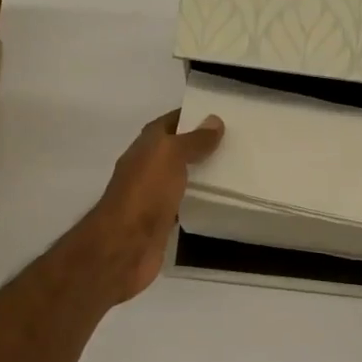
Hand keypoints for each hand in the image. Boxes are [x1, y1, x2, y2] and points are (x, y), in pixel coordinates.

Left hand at [77, 109, 223, 305]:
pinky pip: (183, 204)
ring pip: (181, 178)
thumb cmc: (145, 193)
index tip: (221, 116)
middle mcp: (147, 168)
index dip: (191, 117)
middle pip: (176, 150)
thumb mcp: (170, 156)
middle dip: (201, 145)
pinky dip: (198, 200)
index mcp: (146, 147)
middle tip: (236, 143)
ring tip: (234, 169)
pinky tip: (219, 201)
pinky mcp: (161, 222)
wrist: (125, 245)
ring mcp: (153, 196)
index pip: (169, 123)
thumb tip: (214, 120)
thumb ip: (192, 140)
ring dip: (201, 173)